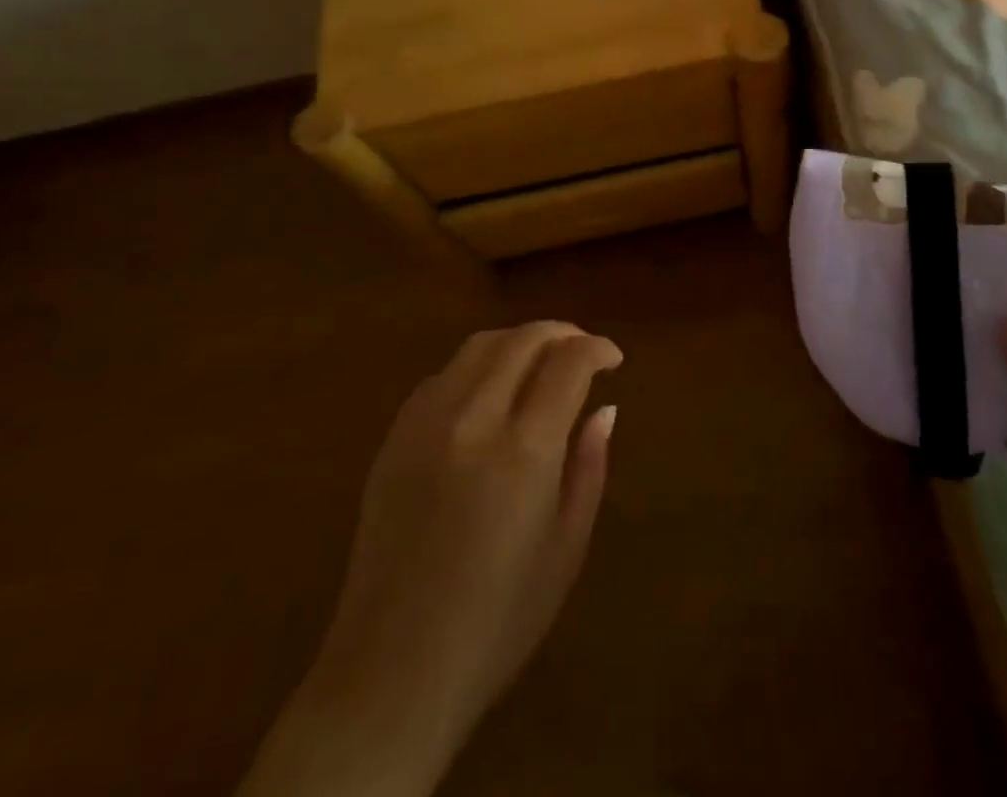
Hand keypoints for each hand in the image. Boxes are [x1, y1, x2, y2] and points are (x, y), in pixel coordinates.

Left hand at [238, 321, 620, 796]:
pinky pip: (443, 376)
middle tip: (583, 350)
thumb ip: (589, 466)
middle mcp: (472, 420)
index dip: (597, 349)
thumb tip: (605, 408)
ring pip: (479, 346)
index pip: (567, 363)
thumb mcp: (566, 548)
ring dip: (519, 342)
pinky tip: (490, 392)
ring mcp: (425, 425)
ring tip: (541, 362)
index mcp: (523, 451)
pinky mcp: (394, 439)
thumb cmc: (498, 620)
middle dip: (561, 333)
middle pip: (522, 340)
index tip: (613, 359)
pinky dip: (477, 366)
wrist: (393, 672)